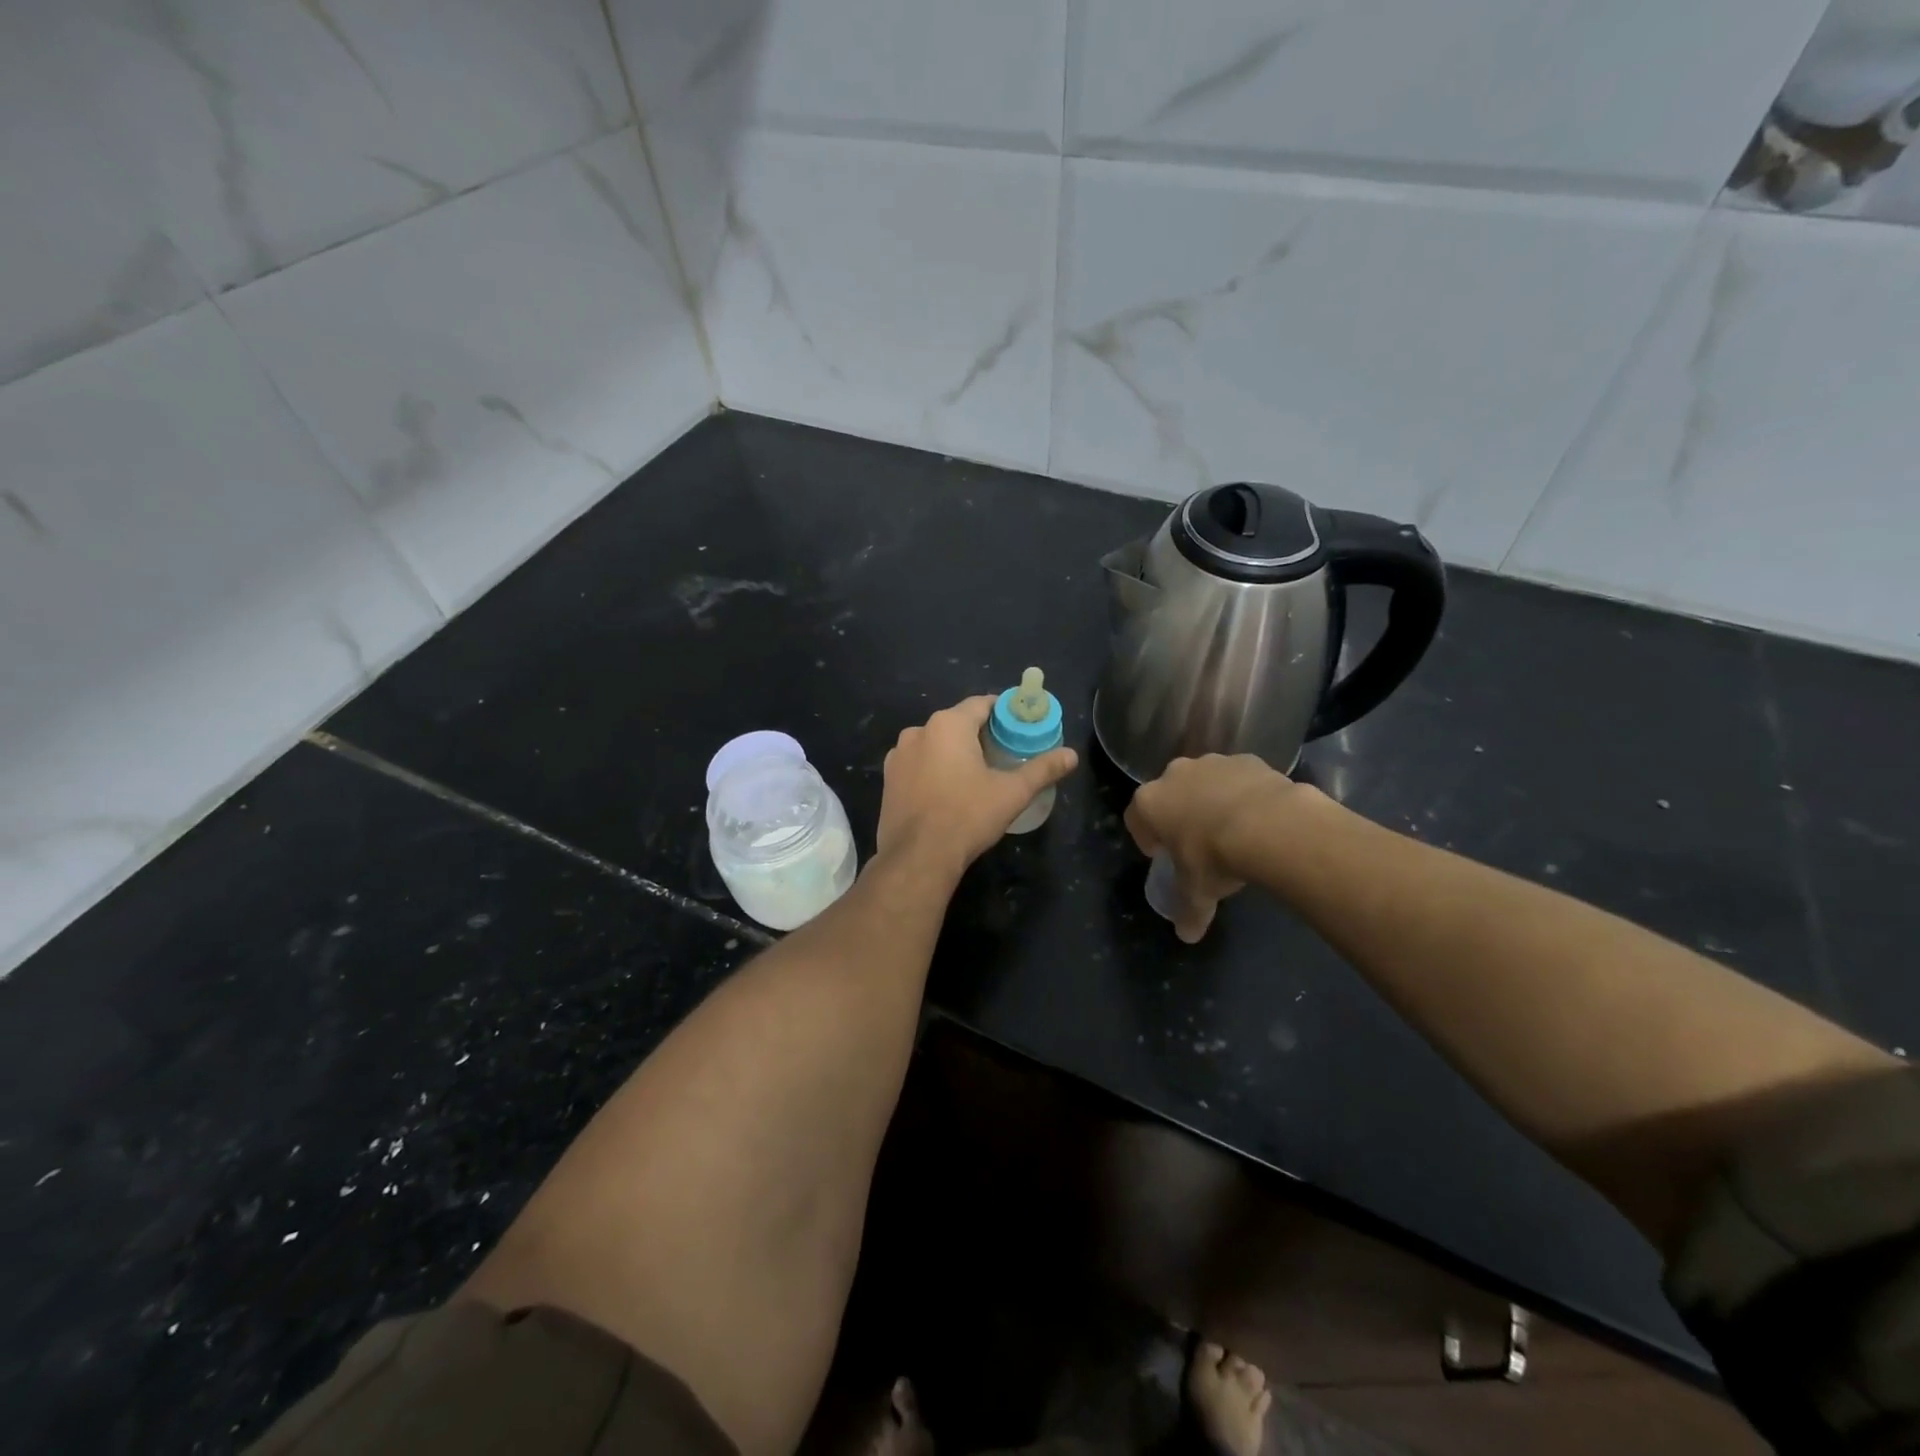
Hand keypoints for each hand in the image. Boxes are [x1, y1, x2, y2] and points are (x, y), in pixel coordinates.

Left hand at [876, 696, 1077, 878]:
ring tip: (977, 774)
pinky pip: (919, 764)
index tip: (1020, 726)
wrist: (917, 857)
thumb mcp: (1012, 792)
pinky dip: (935, 769)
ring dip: (955, 752)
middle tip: (1005, 753)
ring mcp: (898, 756)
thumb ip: (1043, 769)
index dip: (1004, 712)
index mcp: (948, 725)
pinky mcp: (888, 779)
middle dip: (980, 734)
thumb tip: (1072, 755)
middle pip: (957, 723)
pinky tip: (948, 791)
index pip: (982, 704)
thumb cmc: (967, 817)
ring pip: (936, 744)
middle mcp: (918, 731)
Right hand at [1125, 754, 1293, 942]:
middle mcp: (1174, 774)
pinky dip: (1243, 793)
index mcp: (1150, 802)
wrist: (1270, 826)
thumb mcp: (1197, 892)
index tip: (1161, 854)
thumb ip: (1188, 912)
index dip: (1146, 838)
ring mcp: (1212, 763)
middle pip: (1169, 794)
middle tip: (1196, 842)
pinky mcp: (1247, 759)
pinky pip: (1238, 778)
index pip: (1135, 817)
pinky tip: (1259, 817)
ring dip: (1211, 800)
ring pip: (1204, 781)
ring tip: (1232, 829)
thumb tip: (1187, 935)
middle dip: (1179, 814)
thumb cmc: (1215, 858)